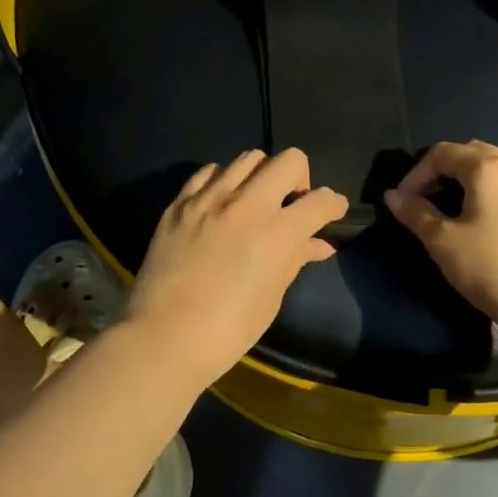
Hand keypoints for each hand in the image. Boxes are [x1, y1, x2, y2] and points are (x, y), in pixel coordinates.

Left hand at [121, 149, 347, 385]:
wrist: (163, 337)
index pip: (320, 200)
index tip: (332, 212)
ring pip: (248, 158)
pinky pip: (209, 172)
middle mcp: (246, 205)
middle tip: (292, 203)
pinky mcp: (180, 203)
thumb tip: (319, 244)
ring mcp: (209, 199)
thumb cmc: (227, 330)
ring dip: (262, 175)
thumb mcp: (271, 297)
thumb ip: (295, 260)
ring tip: (255, 200)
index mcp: (276, 234)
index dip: (334, 205)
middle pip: (289, 160)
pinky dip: (224, 180)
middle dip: (301, 178)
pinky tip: (221, 202)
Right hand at [385, 140, 497, 352]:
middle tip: (423, 202)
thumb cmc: (494, 269)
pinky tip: (478, 227)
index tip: (401, 202)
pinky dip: (486, 195)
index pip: (443, 152)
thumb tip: (393, 196)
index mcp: (489, 168)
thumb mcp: (444, 242)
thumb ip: (416, 213)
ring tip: (447, 215)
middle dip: (441, 173)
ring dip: (464, 184)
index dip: (416, 173)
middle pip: (470, 154)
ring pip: (492, 171)